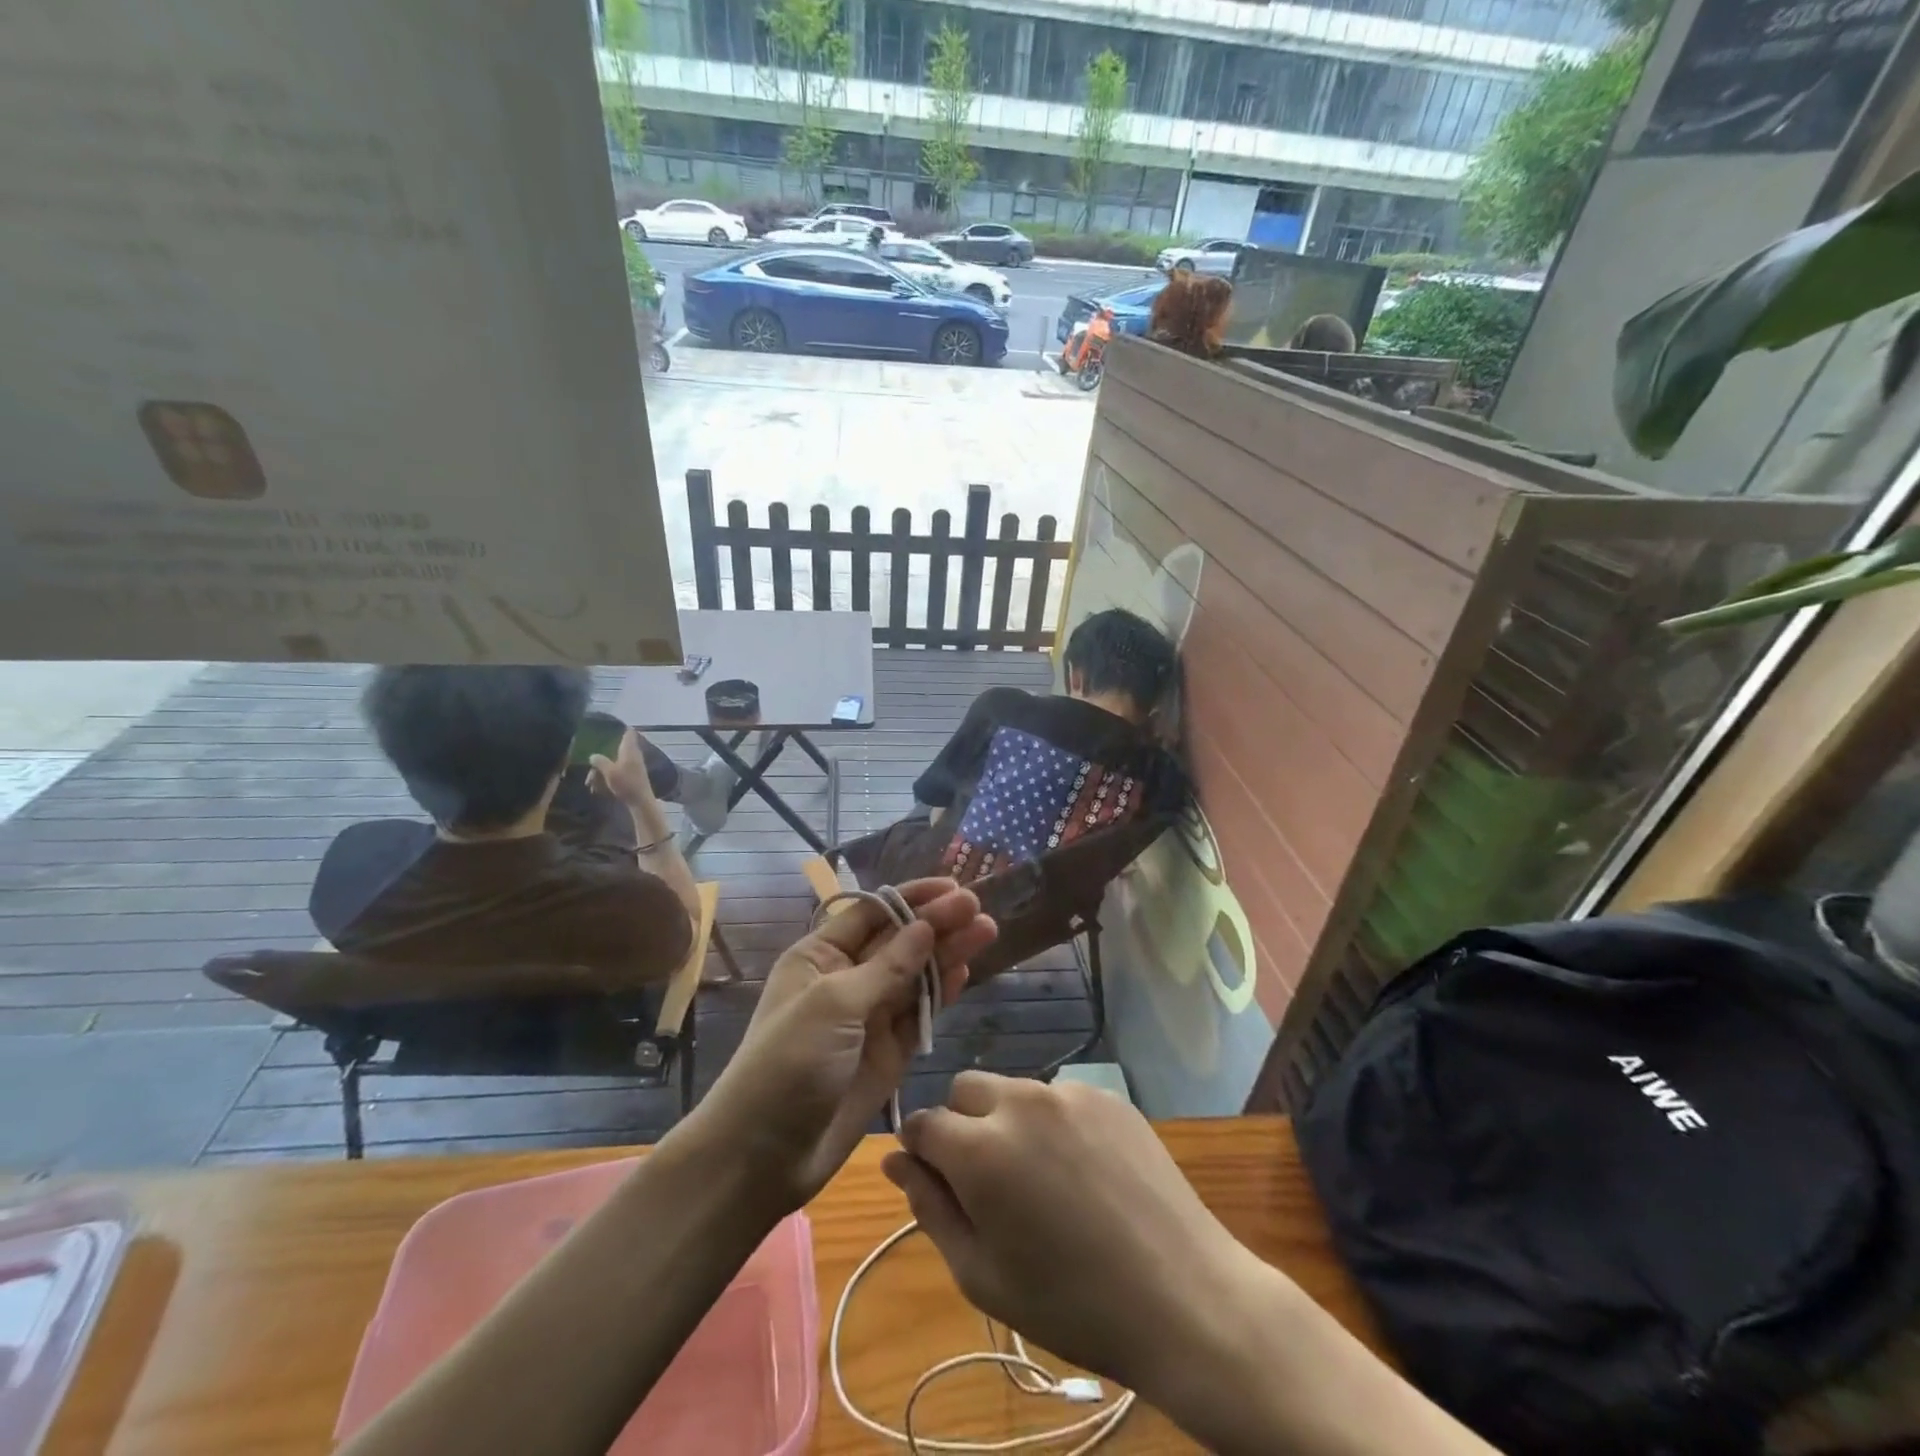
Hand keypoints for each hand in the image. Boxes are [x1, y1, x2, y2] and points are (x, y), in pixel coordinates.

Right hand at [588, 729, 657, 810]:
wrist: (640, 800)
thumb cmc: (626, 783)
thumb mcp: (609, 771)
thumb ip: (600, 761)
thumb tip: (593, 755)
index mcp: (630, 750)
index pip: (629, 733)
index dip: (622, 728)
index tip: (611, 726)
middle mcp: (633, 755)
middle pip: (618, 748)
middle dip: (603, 756)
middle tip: (591, 764)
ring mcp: (634, 765)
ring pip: (615, 762)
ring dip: (603, 770)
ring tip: (590, 782)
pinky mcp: (633, 776)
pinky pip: (618, 772)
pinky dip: (608, 777)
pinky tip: (598, 788)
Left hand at [695, 879, 995, 1211]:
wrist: (764, 1155)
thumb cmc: (788, 1063)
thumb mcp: (834, 1004)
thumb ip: (887, 967)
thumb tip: (925, 925)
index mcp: (820, 956)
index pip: (873, 914)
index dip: (913, 898)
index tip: (953, 888)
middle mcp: (847, 979)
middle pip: (900, 941)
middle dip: (938, 922)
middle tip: (979, 907)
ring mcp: (870, 1017)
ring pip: (916, 975)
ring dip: (948, 953)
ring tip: (987, 931)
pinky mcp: (889, 1052)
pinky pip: (920, 1013)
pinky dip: (942, 993)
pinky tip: (966, 972)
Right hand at [882, 1073, 1257, 1395]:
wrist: (1183, 1296)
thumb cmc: (1071, 1303)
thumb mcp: (982, 1275)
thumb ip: (930, 1208)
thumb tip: (896, 1161)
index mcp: (980, 1149)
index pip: (922, 1123)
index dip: (921, 1152)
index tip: (937, 1183)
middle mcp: (1019, 1102)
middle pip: (965, 1089)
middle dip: (961, 1124)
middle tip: (989, 1181)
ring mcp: (1068, 1092)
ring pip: (1013, 1090)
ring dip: (1008, 1121)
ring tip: (1042, 1179)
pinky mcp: (1106, 1095)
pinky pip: (1058, 1097)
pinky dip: (1053, 1123)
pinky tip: (1083, 1171)